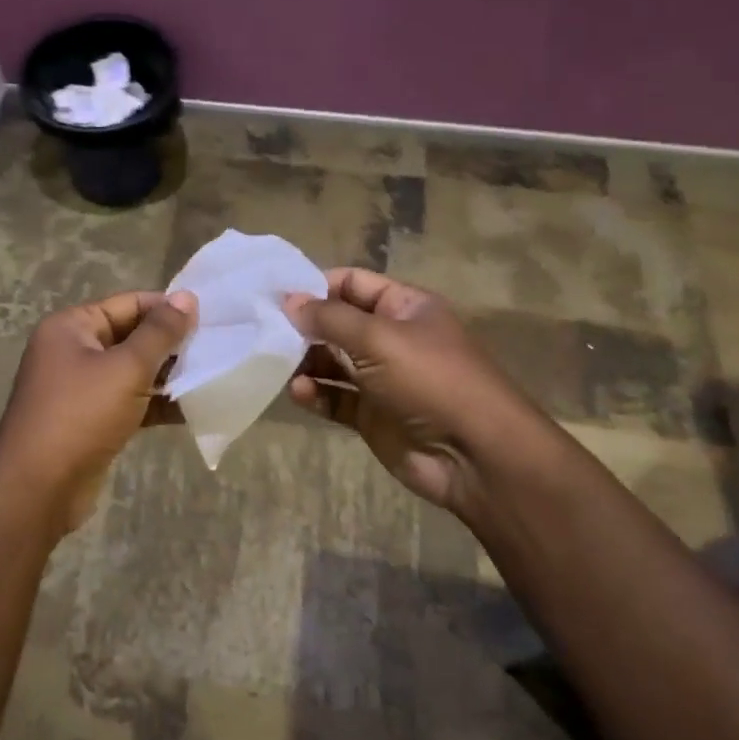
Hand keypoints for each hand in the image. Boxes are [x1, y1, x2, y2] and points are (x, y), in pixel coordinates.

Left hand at [0, 290, 196, 536]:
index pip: (128, 304)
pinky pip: (129, 401)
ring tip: (210, 376)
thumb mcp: (126, 368)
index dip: (167, 308)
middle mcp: (72, 351)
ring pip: (132, 371)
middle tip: (215, 348)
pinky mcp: (91, 421)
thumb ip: (160, 332)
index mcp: (71, 327)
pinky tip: (192, 408)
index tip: (209, 319)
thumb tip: (187, 297)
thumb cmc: (81, 415)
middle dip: (170, 344)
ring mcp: (80, 388)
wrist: (38, 488)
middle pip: (131, 336)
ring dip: (167, 375)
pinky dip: (155, 403)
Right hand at [285, 268, 516, 520]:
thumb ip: (330, 318)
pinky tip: (300, 393)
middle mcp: (392, 338)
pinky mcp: (372, 415)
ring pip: (332, 362)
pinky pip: (335, 398)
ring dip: (305, 362)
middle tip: (264, 331)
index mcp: (404, 307)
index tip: (276, 295)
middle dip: (304, 326)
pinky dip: (316, 394)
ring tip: (276, 365)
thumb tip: (288, 300)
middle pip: (338, 323)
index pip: (352, 283)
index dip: (316, 286)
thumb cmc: (431, 381)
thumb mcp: (379, 339)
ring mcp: (382, 378)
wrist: (475, 456)